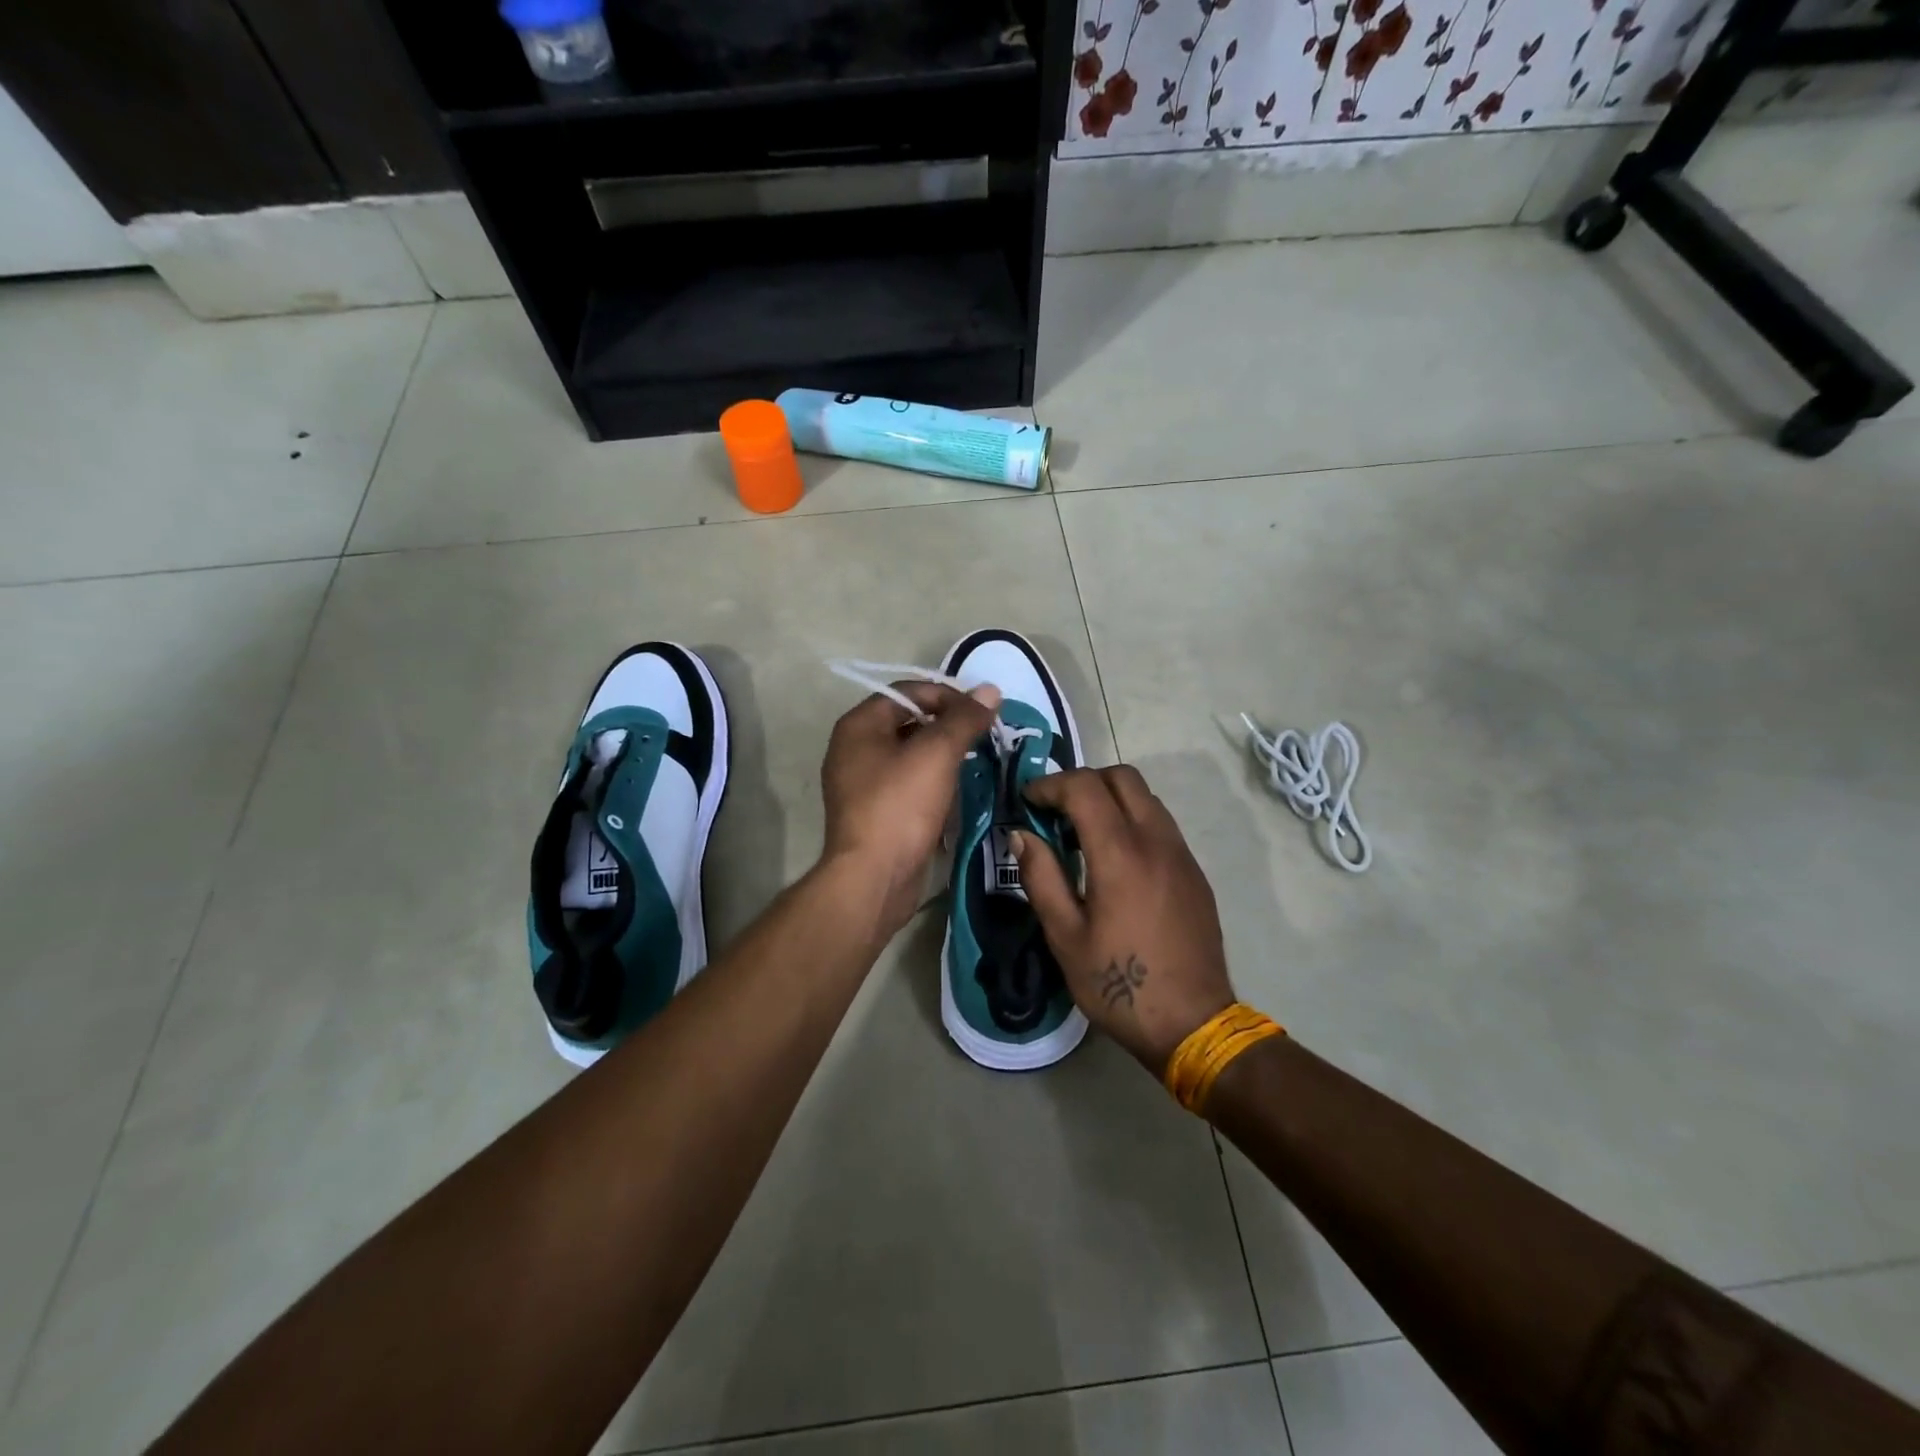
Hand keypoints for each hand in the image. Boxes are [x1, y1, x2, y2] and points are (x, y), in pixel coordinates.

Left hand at [820, 681, 1000, 935]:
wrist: (873, 879)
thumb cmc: (900, 807)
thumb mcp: (937, 754)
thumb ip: (964, 719)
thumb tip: (990, 690)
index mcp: (860, 725)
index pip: (908, 691)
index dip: (948, 695)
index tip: (983, 711)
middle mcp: (854, 749)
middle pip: (908, 722)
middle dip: (948, 725)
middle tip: (984, 735)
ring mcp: (861, 784)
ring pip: (910, 755)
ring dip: (943, 755)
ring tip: (977, 761)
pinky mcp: (874, 813)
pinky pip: (907, 784)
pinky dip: (933, 782)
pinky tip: (958, 791)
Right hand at [1013, 766, 1236, 1071]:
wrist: (1194, 1024)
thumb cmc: (1119, 984)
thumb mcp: (1065, 936)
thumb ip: (1041, 877)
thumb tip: (1021, 835)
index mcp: (1120, 854)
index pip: (1085, 787)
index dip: (1050, 784)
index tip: (1028, 800)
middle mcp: (1156, 841)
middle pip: (1122, 777)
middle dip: (1083, 781)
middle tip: (1055, 811)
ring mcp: (1181, 854)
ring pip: (1146, 797)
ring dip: (1110, 798)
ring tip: (1082, 834)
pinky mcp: (1194, 872)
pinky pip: (1161, 824)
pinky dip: (1132, 820)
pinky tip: (1115, 859)